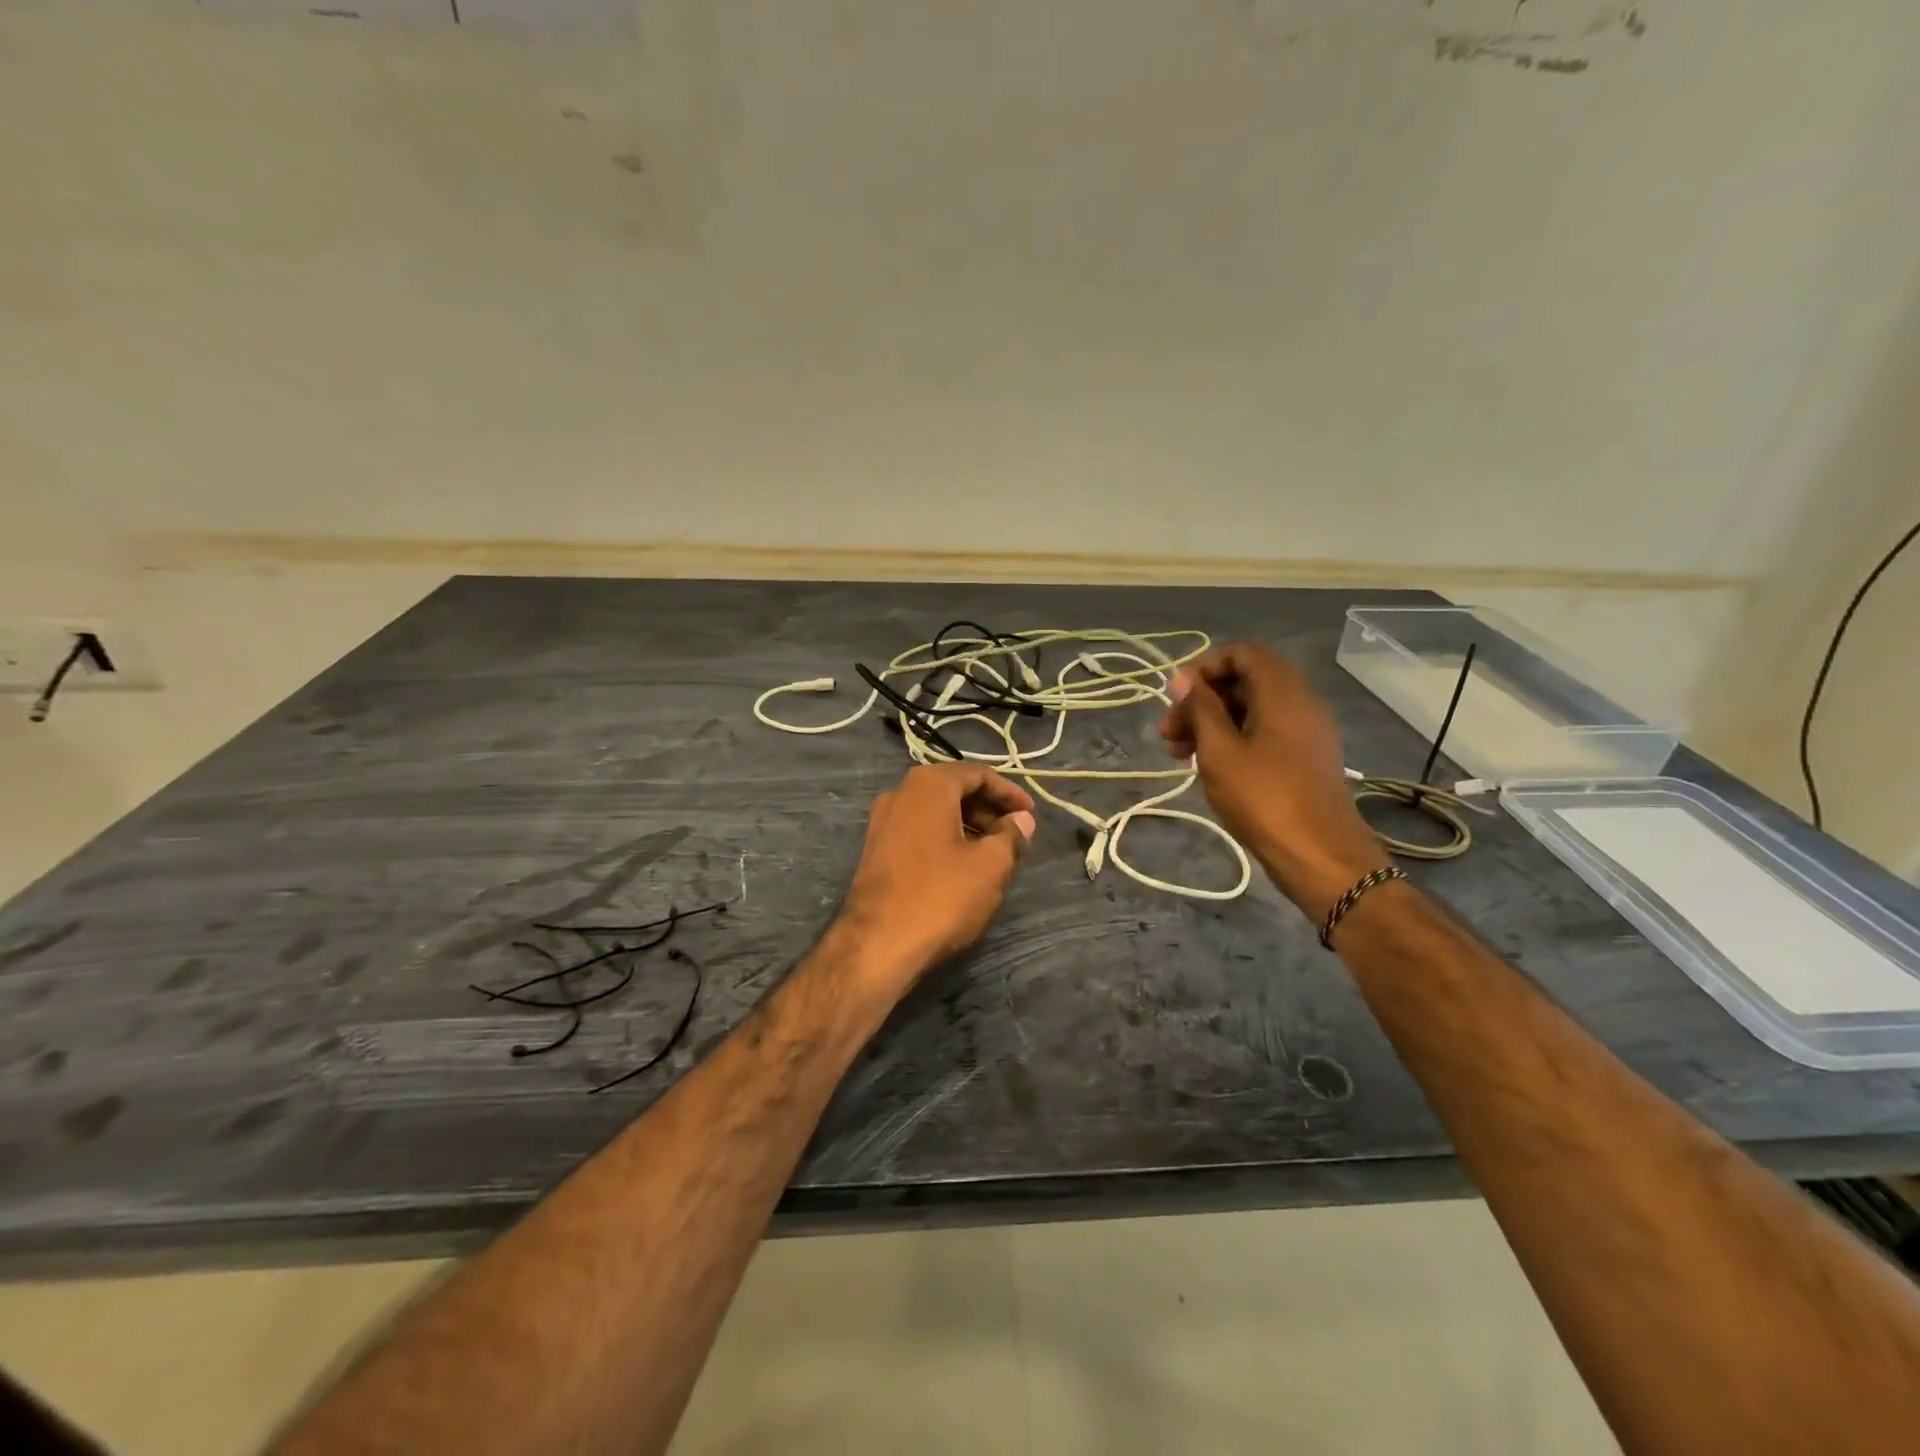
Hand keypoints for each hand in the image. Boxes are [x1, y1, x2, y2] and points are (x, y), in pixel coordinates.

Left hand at [834, 763, 1035, 998]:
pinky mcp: (876, 848)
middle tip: (1016, 835)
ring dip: (969, 825)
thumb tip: (1022, 820)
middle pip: (955, 789)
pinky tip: (964, 866)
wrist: (877, 945)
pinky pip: (920, 830)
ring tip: (995, 854)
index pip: (979, 774)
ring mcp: (883, 821)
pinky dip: (946, 838)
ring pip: (936, 811)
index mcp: (929, 785)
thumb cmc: (940, 897)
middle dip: (989, 809)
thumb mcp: (990, 866)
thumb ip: (1011, 835)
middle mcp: (901, 792)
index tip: (1032, 815)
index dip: (1010, 793)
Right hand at [1159, 643, 1387, 919]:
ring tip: (1179, 754)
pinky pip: (1265, 731)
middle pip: (1245, 681)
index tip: (1175, 697)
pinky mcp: (1305, 756)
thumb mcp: (1220, 751)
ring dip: (1213, 722)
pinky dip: (1233, 738)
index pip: (1241, 653)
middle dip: (1202, 700)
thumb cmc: (1264, 798)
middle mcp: (1300, 701)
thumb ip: (1200, 709)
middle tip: (1168, 732)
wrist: (1320, 855)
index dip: (1204, 667)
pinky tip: (1209, 766)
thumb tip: (1182, 678)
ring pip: (1252, 708)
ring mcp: (1306, 730)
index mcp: (1283, 691)